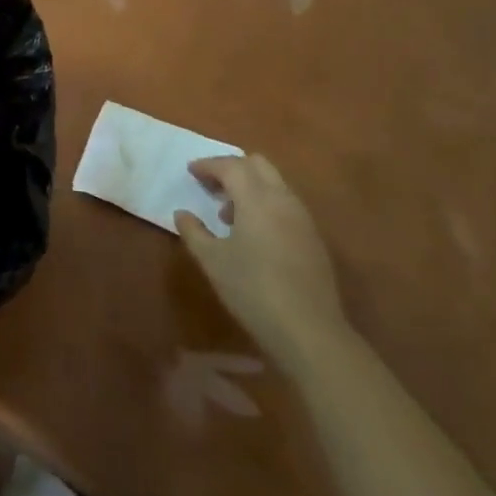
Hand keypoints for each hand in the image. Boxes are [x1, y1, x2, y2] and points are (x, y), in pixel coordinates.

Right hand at [175, 155, 348, 366]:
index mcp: (256, 199)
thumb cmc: (253, 291)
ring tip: (228, 214)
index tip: (190, 171)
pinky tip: (254, 234)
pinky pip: (285, 203)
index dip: (208, 165)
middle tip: (210, 186)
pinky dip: (265, 203)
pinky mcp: (313, 237)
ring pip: (274, 183)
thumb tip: (182, 214)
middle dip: (231, 168)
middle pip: (257, 164)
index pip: (230, 166)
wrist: (309, 331)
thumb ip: (193, 232)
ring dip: (250, 186)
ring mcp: (302, 217)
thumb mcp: (213, 262)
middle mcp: (282, 199)